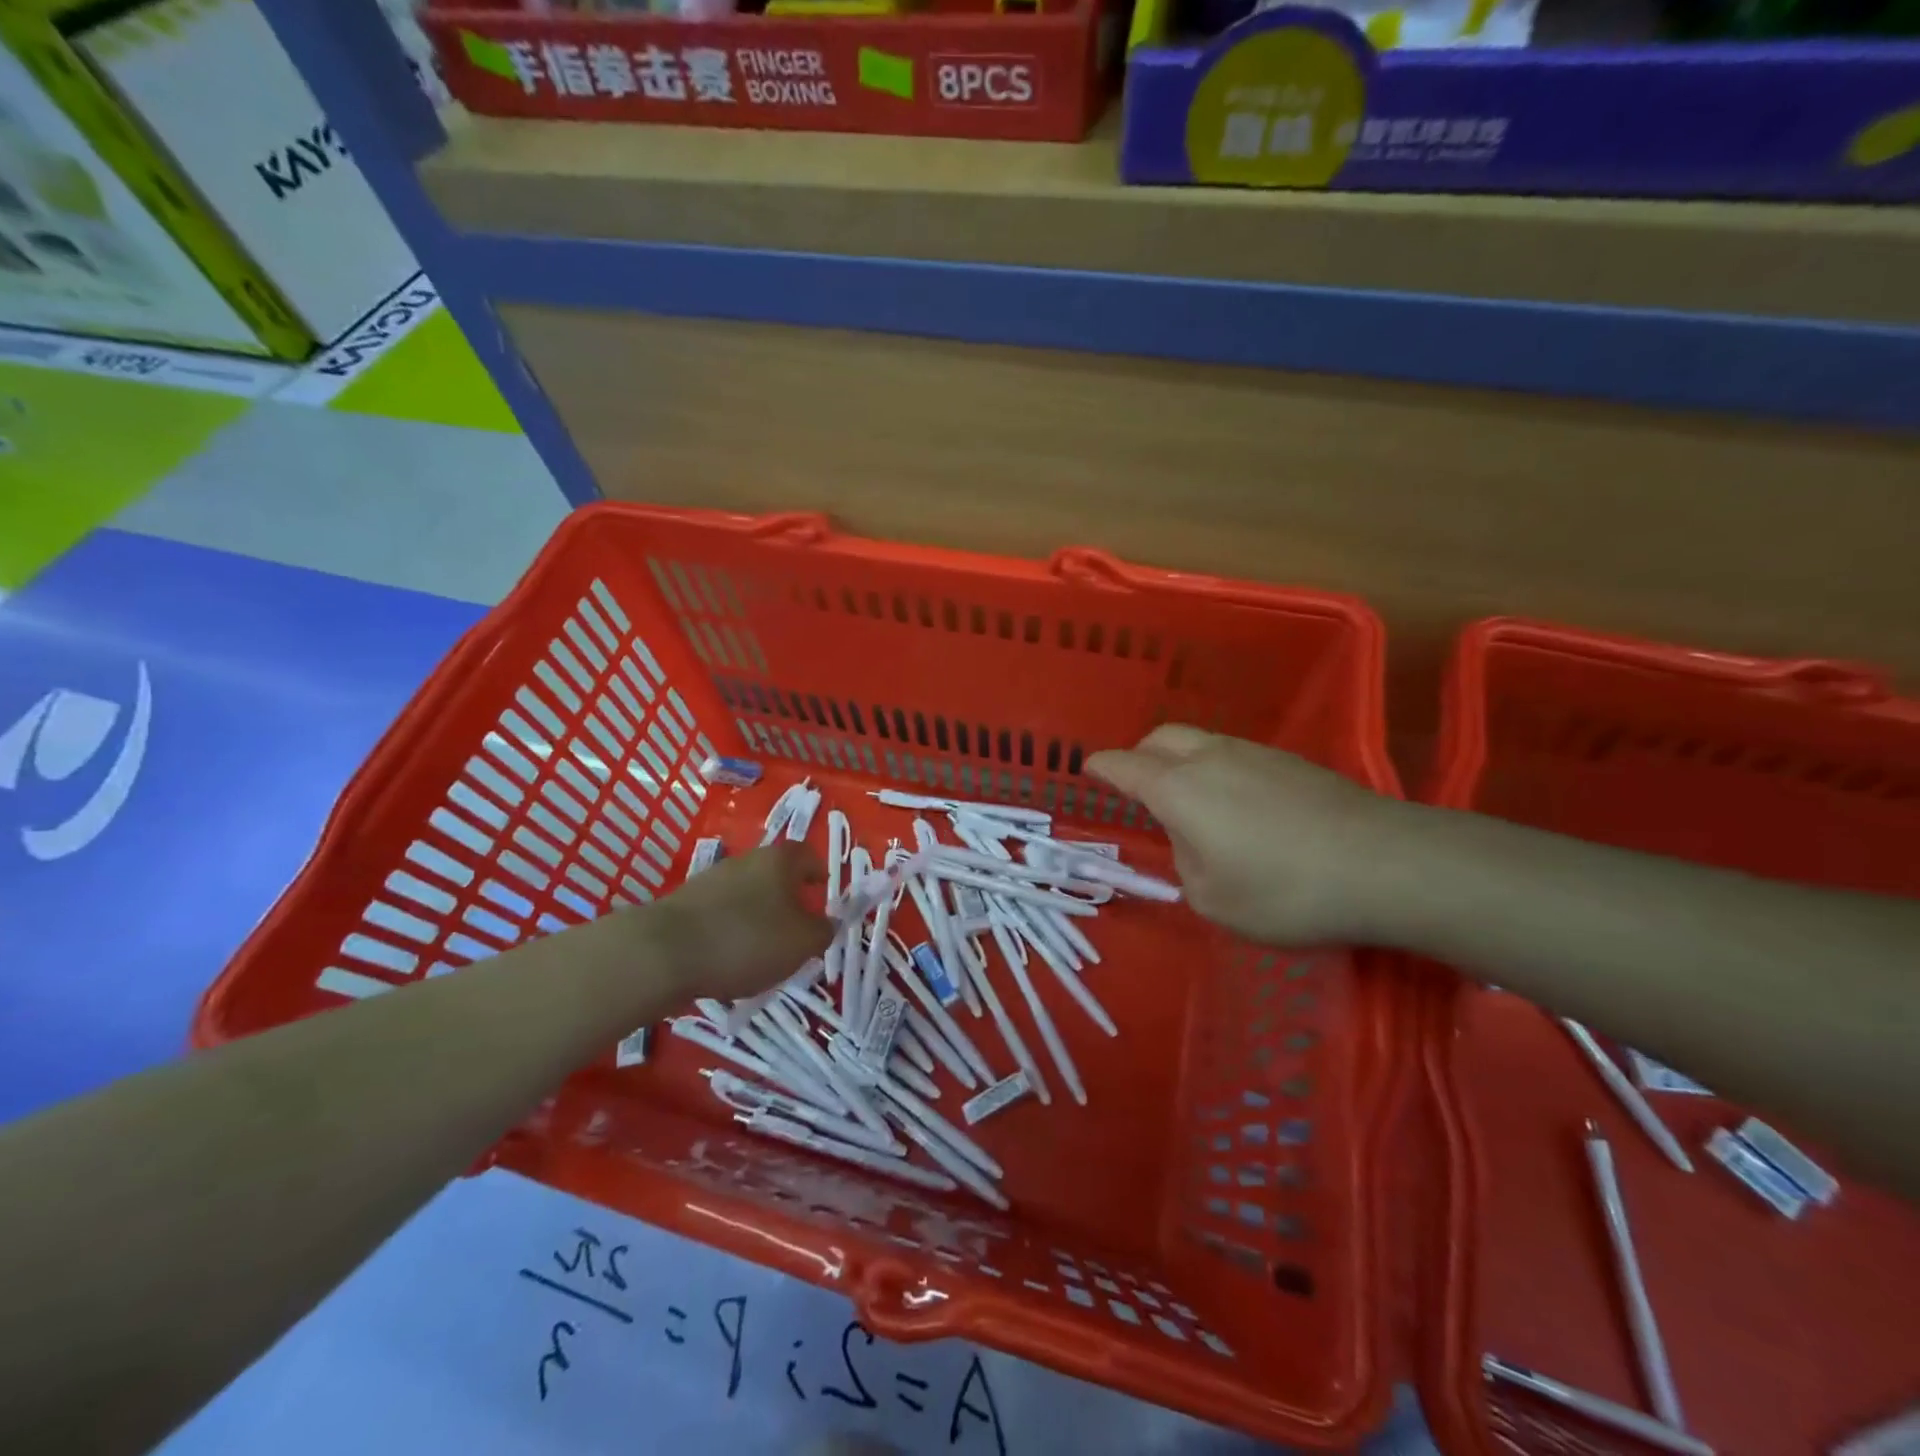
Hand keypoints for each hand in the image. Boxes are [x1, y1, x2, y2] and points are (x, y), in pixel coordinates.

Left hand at [648, 844, 831, 1000]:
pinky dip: (729, 932)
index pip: (807, 854)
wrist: (663, 954)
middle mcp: (745, 860)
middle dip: (786, 900)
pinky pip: (718, 915)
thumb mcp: (801, 943)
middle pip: (774, 875)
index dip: (818, 873)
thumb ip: (823, 932)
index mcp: (778, 860)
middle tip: (795, 932)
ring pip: (745, 895)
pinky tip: (727, 961)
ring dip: (756, 917)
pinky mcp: (683, 904)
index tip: (822, 893)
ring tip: (760, 954)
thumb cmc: (747, 940)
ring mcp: (710, 880)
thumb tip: (827, 924)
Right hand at [1086, 726, 1407, 945]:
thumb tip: (1193, 841)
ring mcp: (1255, 753)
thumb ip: (1185, 864)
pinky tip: (1240, 807)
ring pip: (1200, 741)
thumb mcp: (1213, 900)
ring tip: (1192, 802)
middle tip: (1139, 788)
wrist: (1386, 864)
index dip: (1102, 767)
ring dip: (1182, 761)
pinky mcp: (1293, 762)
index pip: (1124, 765)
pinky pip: (1235, 754)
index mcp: (1178, 788)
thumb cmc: (1284, 890)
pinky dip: (1218, 769)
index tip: (1089, 769)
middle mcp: (1210, 758)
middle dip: (1140, 756)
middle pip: (1161, 737)